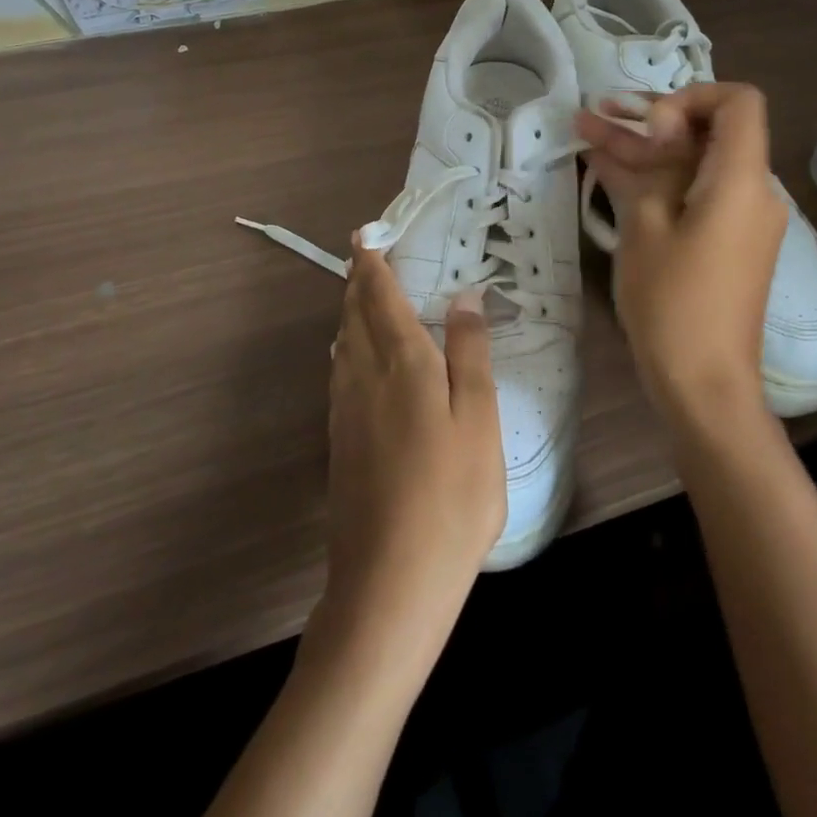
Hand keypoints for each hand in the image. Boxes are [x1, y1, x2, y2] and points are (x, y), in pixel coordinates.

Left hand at [315, 241, 505, 667]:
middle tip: (366, 253)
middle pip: (353, 312)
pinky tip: (356, 354)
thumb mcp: (478, 420)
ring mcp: (344, 408)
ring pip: (343, 340)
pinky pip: (340, 368)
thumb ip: (469, 353)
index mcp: (400, 361)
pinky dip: (348, 342)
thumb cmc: (450, 497)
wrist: (389, 583)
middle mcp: (362, 374)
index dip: (372, 261)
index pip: (379, 294)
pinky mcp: (338, 438)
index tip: (367, 233)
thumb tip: (464, 296)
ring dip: (351, 309)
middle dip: (358, 278)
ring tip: (363, 293)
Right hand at [574, 84, 786, 425]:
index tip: (650, 124)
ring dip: (642, 150)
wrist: (704, 386)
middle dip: (650, 119)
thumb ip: (644, 167)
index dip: (691, 96)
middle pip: (706, 132)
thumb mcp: (646, 227)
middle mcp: (751, 191)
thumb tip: (641, 127)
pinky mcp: (724, 241)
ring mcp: (738, 218)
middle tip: (597, 113)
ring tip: (584, 129)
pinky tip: (604, 167)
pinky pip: (692, 194)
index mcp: (741, 180)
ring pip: (691, 164)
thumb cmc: (673, 303)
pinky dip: (654, 181)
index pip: (737, 102)